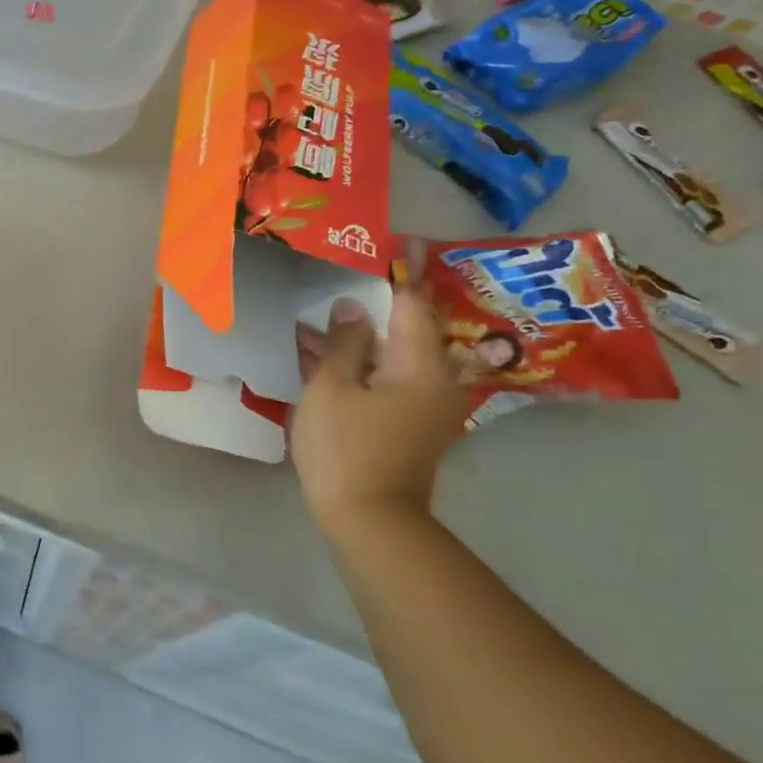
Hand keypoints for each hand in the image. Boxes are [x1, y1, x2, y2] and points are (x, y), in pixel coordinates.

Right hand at [291, 289, 466, 527]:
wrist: (369, 521)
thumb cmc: (345, 448)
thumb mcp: (332, 387)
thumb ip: (344, 342)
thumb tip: (352, 308)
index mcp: (421, 363)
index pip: (413, 302)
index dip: (403, 271)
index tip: (402, 241)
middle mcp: (435, 379)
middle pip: (410, 327)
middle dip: (383, 301)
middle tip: (357, 274)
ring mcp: (426, 405)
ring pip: (396, 354)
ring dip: (366, 335)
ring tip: (327, 317)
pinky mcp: (411, 424)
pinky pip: (390, 378)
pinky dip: (365, 363)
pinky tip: (329, 356)